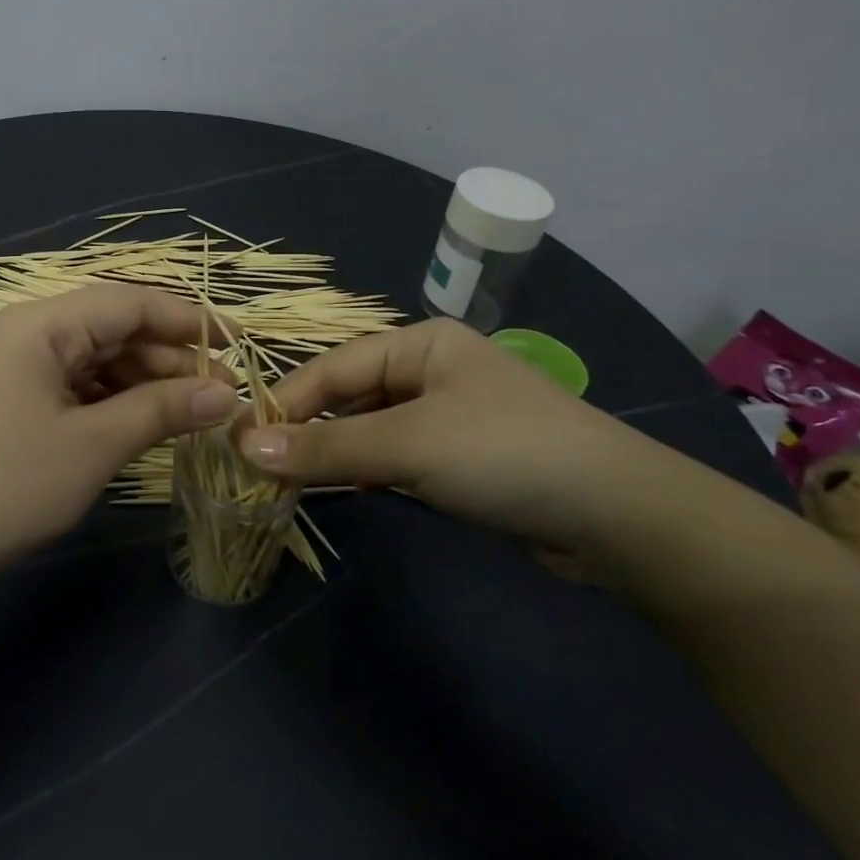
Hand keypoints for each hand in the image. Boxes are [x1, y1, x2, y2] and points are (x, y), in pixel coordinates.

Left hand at [0, 285, 236, 583]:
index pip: (130, 303)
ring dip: (145, 382)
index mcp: (41, 324)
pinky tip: (144, 424)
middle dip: (169, 358)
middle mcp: (27, 332)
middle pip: (113, 329)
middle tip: (222, 395)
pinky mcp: (11, 400)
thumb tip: (227, 393)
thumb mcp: (93, 445)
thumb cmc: (5, 486)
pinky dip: (113, 402)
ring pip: (96, 360)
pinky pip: (75, 386)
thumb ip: (163, 409)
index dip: (189, 320)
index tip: (238, 345)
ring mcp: (15, 367)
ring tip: (193, 413)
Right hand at [238, 318, 658, 553]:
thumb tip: (246, 450)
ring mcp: (448, 415)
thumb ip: (327, 448)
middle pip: (351, 396)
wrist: (618, 516)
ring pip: (371, 429)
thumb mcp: (408, 445)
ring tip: (287, 482)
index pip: (334, 367)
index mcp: (422, 343)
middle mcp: (432, 370)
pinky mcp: (461, 458)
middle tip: (259, 467)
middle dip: (308, 430)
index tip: (241, 439)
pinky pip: (397, 457)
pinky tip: (343, 491)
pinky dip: (367, 472)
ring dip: (334, 454)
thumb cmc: (504, 453)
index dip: (287, 402)